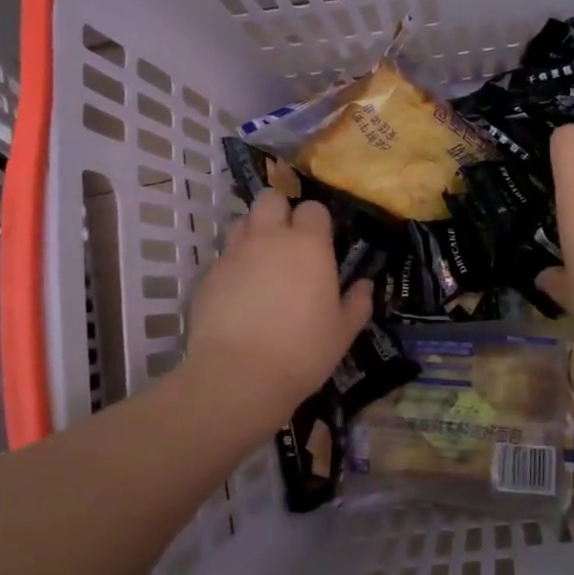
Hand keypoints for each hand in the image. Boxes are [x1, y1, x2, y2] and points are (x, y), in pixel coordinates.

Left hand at [186, 191, 374, 419]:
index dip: (316, 221)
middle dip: (279, 211)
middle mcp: (269, 238)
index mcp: (308, 245)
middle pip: (270, 199)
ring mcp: (234, 253)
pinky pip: (222, 256)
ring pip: (241, 221)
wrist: (239, 375)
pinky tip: (238, 292)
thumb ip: (358, 303)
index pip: (312, 208)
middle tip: (286, 240)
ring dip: (252, 232)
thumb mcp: (343, 332)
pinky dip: (232, 264)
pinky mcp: (208, 274)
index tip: (320, 241)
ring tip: (259, 260)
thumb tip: (365, 285)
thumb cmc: (303, 351)